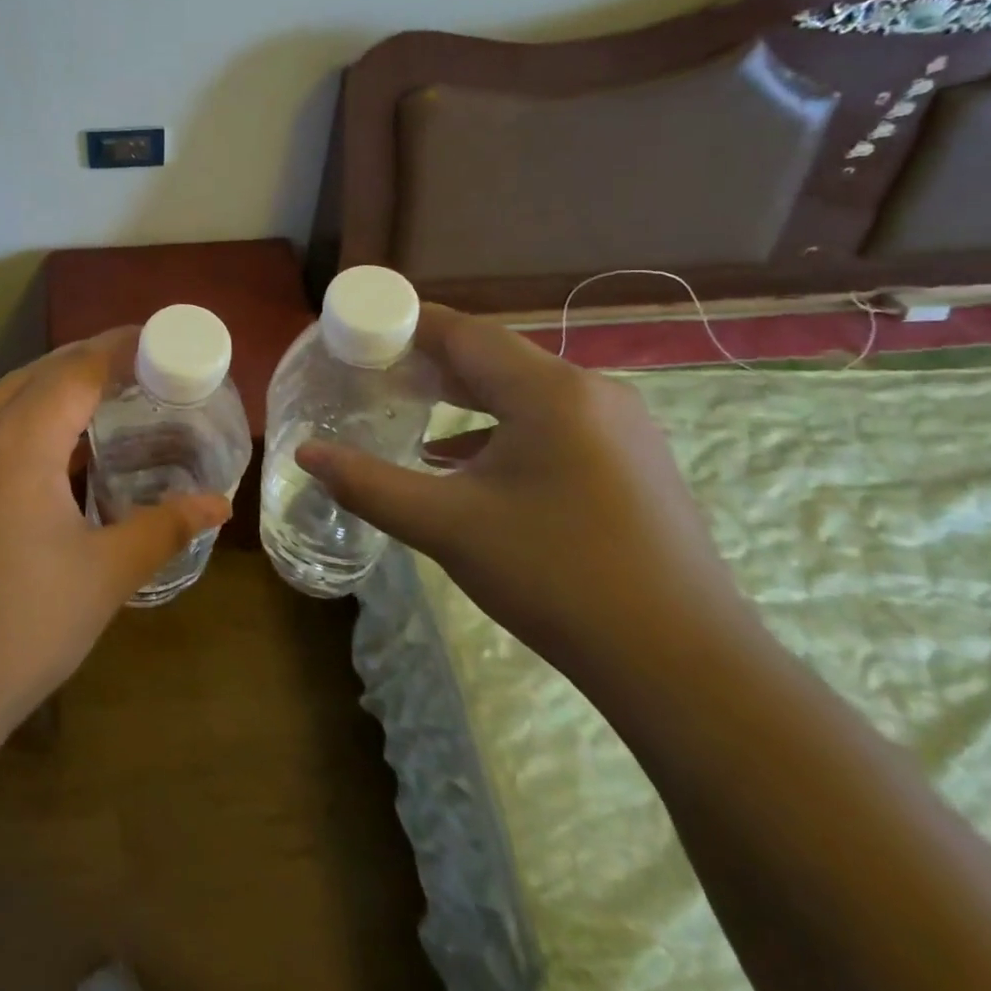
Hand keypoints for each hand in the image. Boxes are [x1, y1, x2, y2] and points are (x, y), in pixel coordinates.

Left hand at [0, 327, 229, 764]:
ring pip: (1, 401)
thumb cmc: (16, 633)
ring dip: (50, 395)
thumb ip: (163, 528)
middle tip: (138, 374)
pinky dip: (18, 427)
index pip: (78, 367)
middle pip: (38, 373)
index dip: (122, 346)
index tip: (160, 339)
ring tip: (96, 414)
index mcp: (17, 439)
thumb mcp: (102, 578)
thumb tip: (218, 505)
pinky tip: (40, 469)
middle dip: (89, 363)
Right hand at [297, 304, 755, 679]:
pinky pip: (553, 423)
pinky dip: (502, 430)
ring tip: (412, 408)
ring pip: (526, 391)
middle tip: (375, 371)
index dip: (408, 326)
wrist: (684, 665)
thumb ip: (369, 484)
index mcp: (550, 391)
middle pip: (495, 357)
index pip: (465, 332)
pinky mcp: (632, 461)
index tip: (361, 332)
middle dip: (432, 362)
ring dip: (467, 397)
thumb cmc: (556, 577)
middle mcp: (591, 391)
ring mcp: (620, 426)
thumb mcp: (448, 527)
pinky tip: (466, 462)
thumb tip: (306, 455)